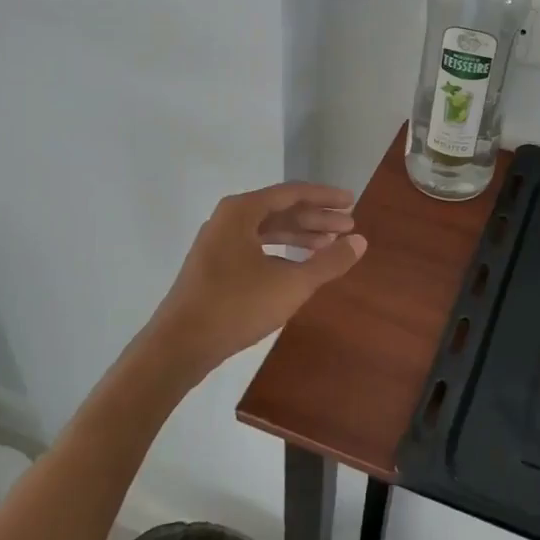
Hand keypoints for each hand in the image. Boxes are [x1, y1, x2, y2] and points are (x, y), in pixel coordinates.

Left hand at [142, 182, 367, 377]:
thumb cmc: (236, 306)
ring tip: (330, 245)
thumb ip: (328, 261)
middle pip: (281, 210)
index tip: (352, 202)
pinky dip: (281, 252)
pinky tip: (300, 266)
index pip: (293, 193)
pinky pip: (256, 247)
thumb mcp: (291, 284)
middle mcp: (228, 219)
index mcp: (241, 211)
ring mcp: (218, 243)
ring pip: (268, 230)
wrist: (178, 346)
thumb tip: (360, 241)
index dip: (325, 197)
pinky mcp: (214, 266)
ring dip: (300, 235)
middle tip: (349, 227)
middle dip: (316, 218)